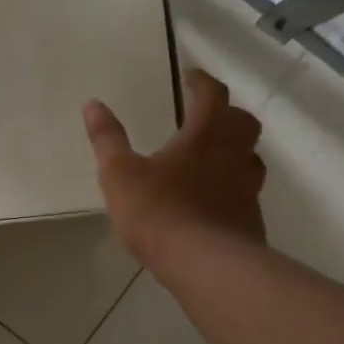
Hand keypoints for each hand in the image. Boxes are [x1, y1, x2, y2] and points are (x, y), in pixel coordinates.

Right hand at [83, 69, 266, 267]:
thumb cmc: (160, 212)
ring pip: (251, 157)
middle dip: (227, 113)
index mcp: (204, 136)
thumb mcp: (119, 174)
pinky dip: (233, 186)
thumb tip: (92, 104)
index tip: (190, 77)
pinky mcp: (251, 220)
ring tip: (212, 157)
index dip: (202, 83)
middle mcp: (232, 156)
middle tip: (206, 116)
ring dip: (235, 150)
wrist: (207, 266)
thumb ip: (107, 138)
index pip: (212, 96)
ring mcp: (247, 189)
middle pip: (243, 122)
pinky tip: (213, 200)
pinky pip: (247, 192)